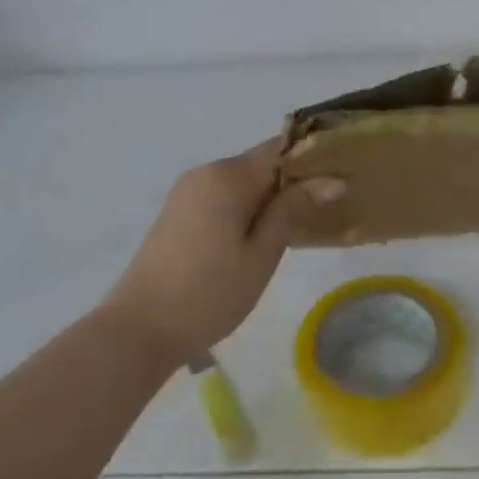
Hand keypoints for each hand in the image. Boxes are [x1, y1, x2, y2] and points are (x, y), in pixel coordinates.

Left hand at [100, 139, 344, 368]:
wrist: (138, 330)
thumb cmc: (209, 293)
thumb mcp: (262, 253)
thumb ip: (294, 210)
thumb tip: (333, 179)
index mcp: (227, 176)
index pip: (280, 148)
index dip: (312, 159)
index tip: (340, 179)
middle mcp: (205, 172)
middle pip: (260, 165)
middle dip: (292, 183)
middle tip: (325, 213)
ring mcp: (186, 192)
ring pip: (241, 183)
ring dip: (269, 200)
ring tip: (297, 230)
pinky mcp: (176, 213)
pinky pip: (222, 198)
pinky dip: (245, 210)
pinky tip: (258, 240)